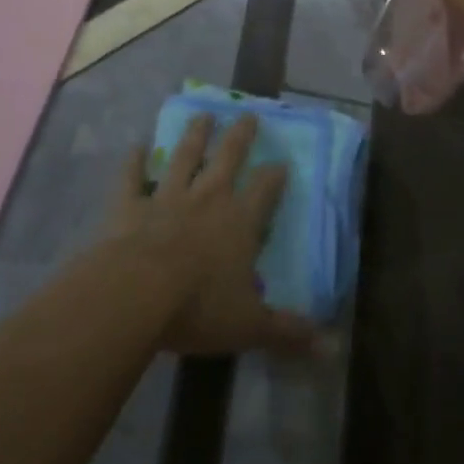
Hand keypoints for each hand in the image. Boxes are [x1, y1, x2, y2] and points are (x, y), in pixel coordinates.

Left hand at [106, 113, 319, 357]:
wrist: (137, 293)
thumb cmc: (199, 307)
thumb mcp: (250, 325)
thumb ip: (288, 332)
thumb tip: (333, 348)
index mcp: (240, 220)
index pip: (265, 189)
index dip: (274, 176)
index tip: (282, 163)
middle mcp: (207, 198)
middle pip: (228, 158)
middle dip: (240, 136)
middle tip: (247, 114)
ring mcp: (167, 197)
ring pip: (184, 157)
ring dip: (194, 136)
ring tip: (202, 114)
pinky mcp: (130, 206)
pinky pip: (131, 178)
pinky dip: (132, 162)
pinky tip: (134, 147)